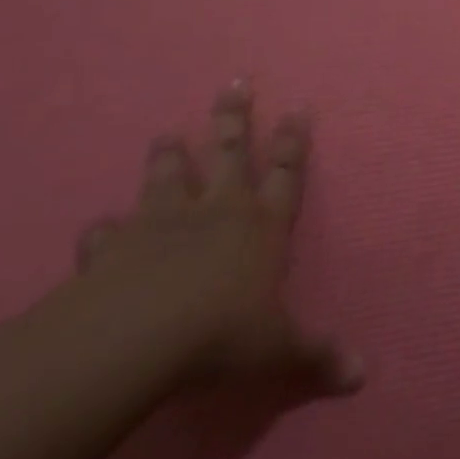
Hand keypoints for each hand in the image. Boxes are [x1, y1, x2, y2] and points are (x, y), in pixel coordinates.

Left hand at [75, 81, 362, 396]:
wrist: (137, 340)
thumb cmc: (222, 336)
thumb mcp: (279, 351)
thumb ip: (317, 357)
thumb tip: (363, 375)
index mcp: (262, 226)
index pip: (286, 173)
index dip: (293, 141)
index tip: (297, 108)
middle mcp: (217, 212)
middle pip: (229, 154)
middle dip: (234, 118)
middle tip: (234, 83)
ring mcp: (163, 224)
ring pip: (168, 178)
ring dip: (168, 156)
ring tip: (164, 133)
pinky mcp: (114, 247)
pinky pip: (106, 233)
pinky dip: (102, 231)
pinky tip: (96, 228)